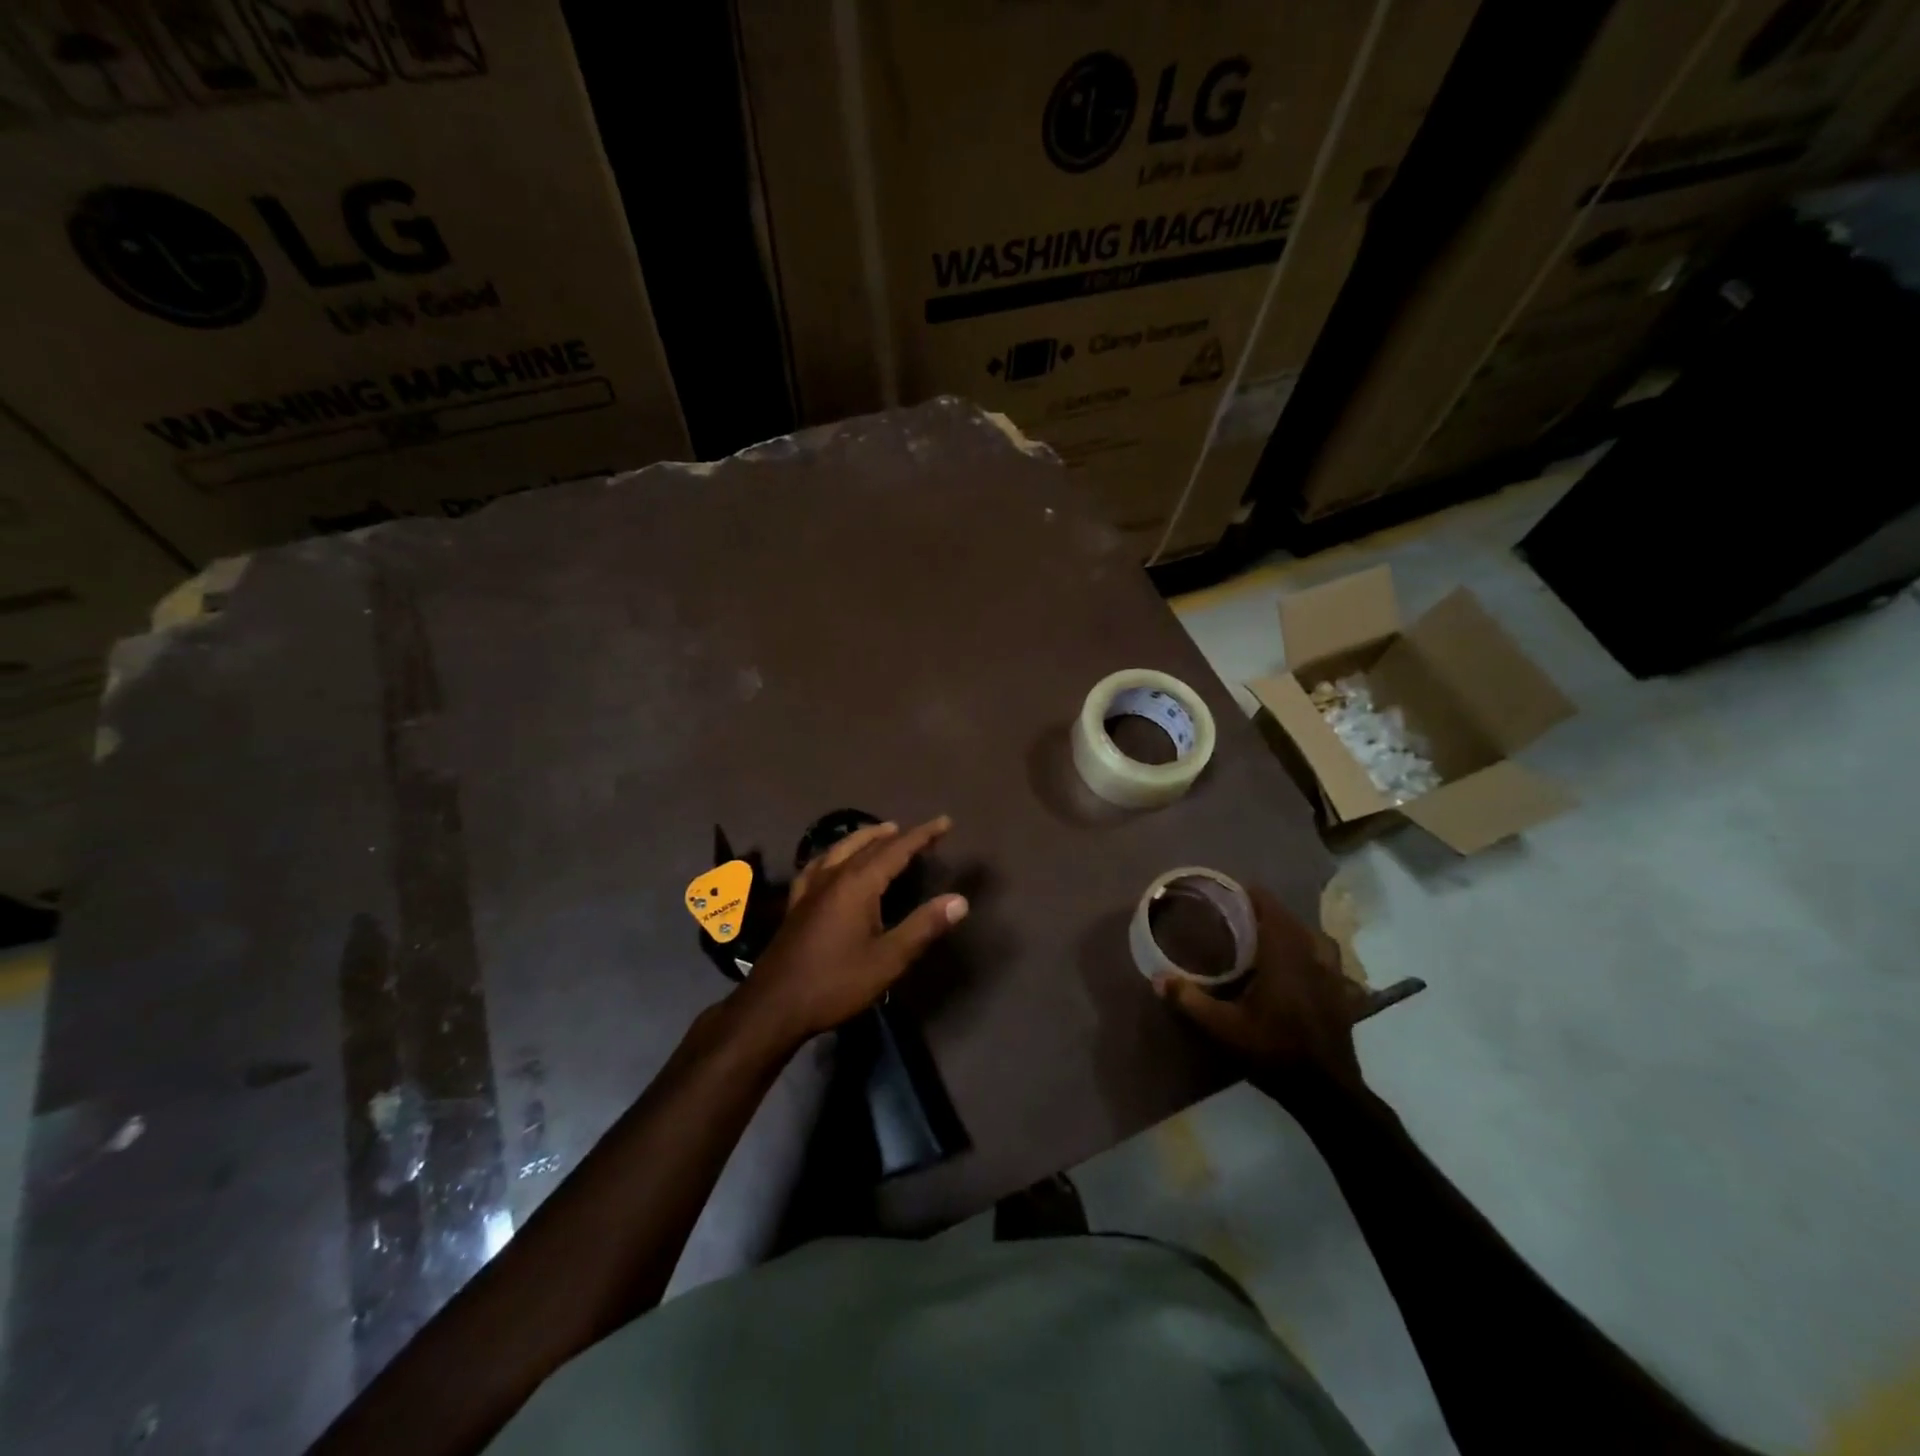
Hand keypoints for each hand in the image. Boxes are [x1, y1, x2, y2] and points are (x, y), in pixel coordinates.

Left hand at [735, 816, 967, 1045]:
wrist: (774, 1006)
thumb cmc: (836, 982)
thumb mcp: (888, 959)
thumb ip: (923, 926)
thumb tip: (960, 900)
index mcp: (858, 884)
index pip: (897, 849)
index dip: (923, 835)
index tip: (945, 822)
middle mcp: (833, 876)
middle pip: (869, 845)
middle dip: (898, 835)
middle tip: (922, 832)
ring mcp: (810, 888)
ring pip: (840, 848)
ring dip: (865, 837)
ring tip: (882, 832)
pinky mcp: (796, 903)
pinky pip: (818, 864)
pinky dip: (834, 853)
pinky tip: (832, 860)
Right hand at [1154, 885, 1366, 1095]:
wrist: (1327, 1091)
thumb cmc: (1274, 1051)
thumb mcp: (1223, 1028)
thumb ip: (1190, 1000)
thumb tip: (1157, 978)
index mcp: (1284, 954)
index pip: (1269, 906)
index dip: (1249, 895)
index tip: (1226, 895)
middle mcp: (1312, 955)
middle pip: (1289, 919)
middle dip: (1264, 913)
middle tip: (1237, 920)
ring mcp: (1333, 975)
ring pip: (1313, 938)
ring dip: (1291, 933)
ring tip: (1269, 941)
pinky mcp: (1344, 995)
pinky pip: (1328, 962)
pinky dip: (1313, 957)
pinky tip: (1301, 971)